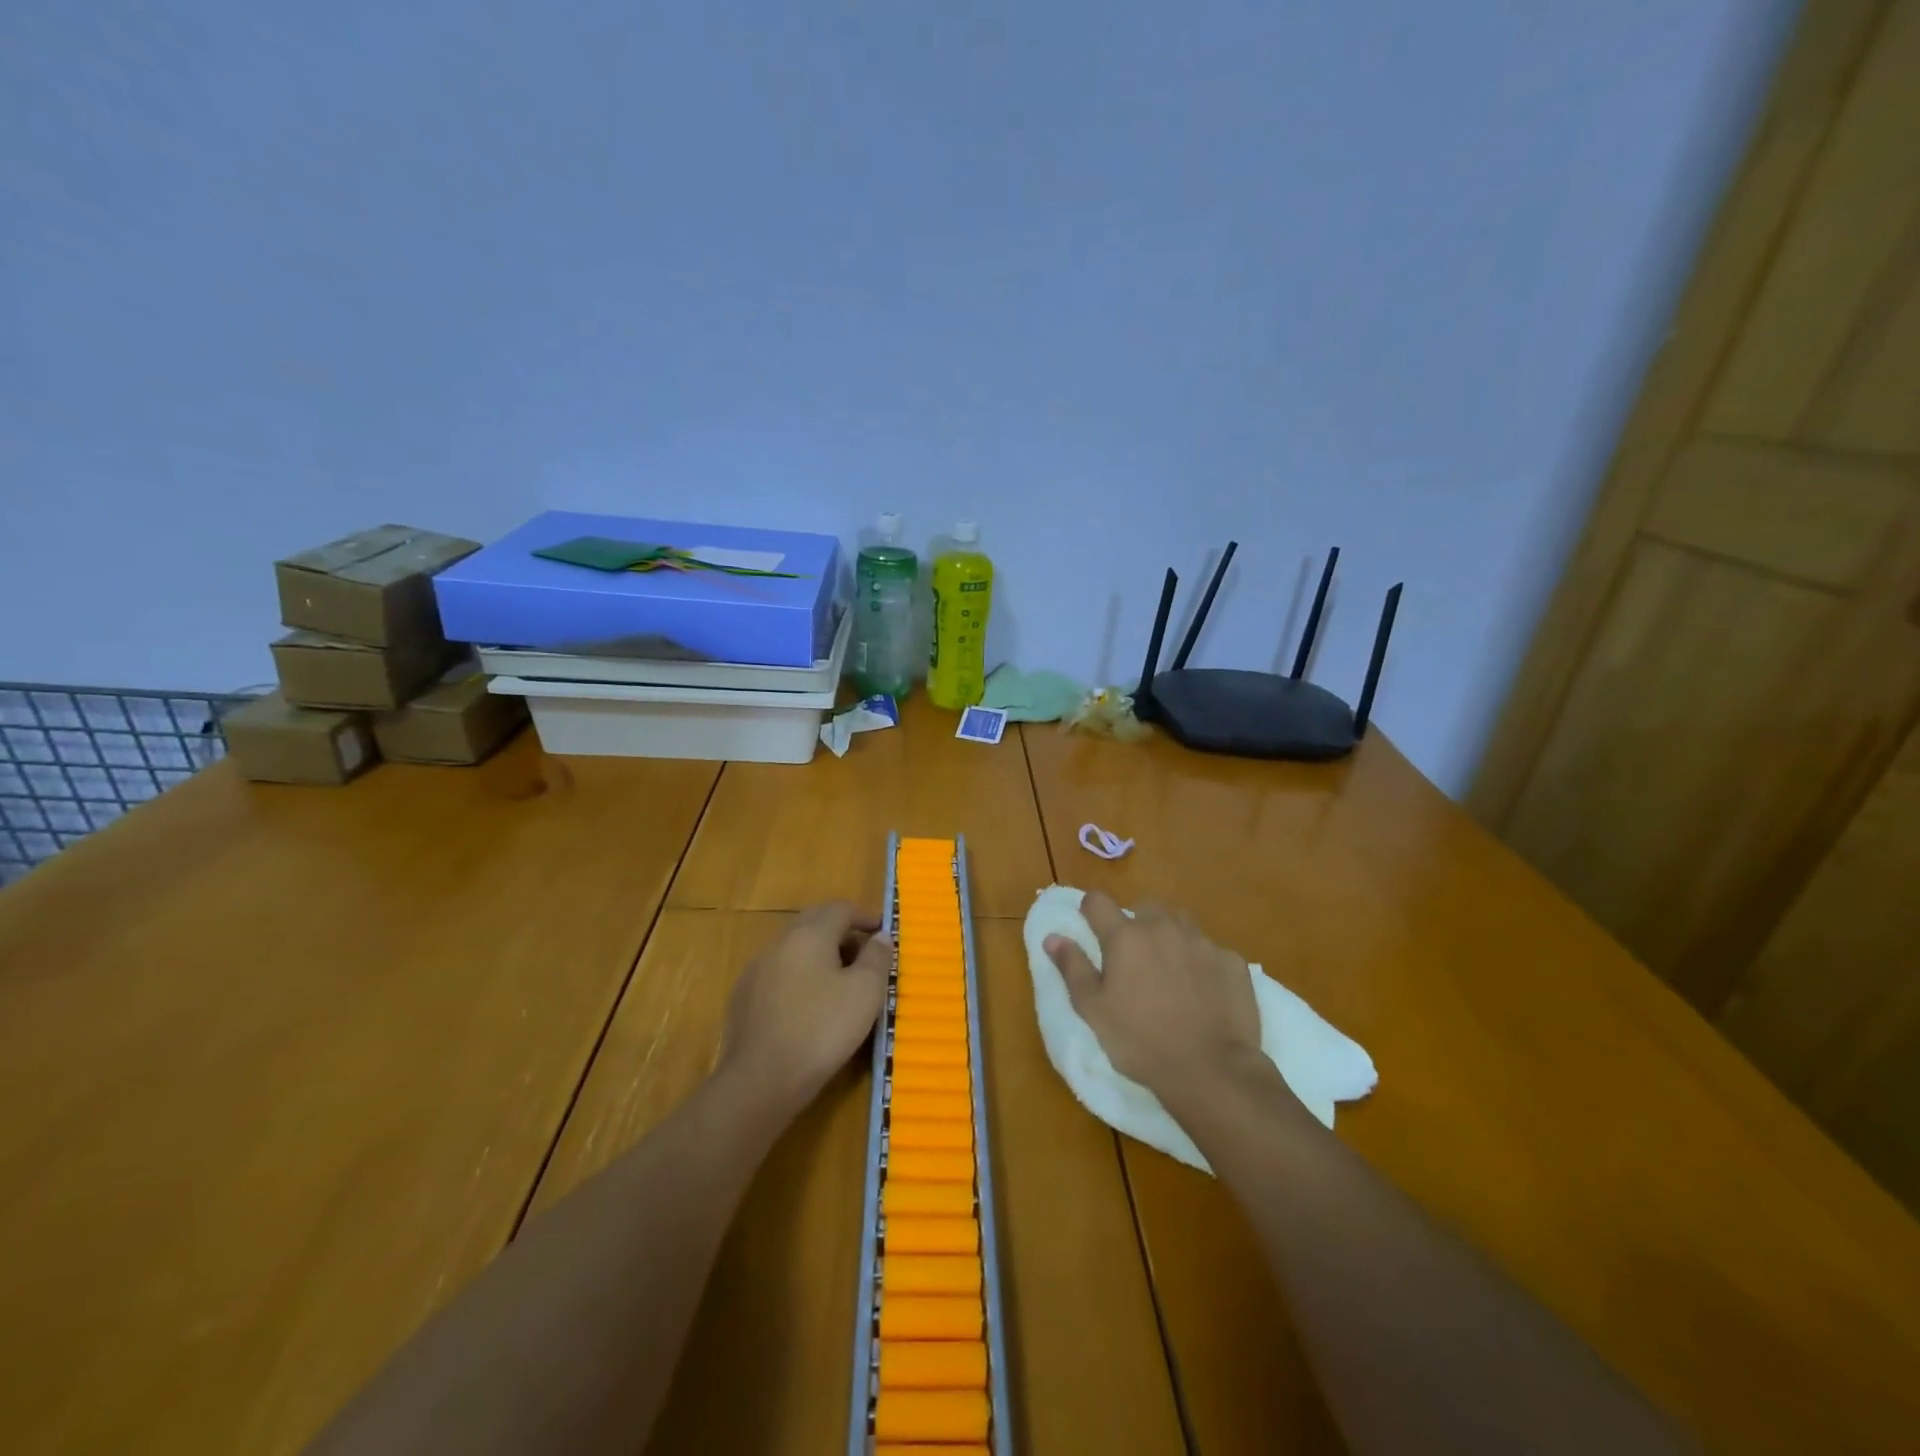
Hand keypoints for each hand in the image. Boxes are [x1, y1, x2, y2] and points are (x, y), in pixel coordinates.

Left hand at [720, 901, 891, 1113]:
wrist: (760, 1080)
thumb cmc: (822, 1029)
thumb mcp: (865, 992)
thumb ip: (877, 958)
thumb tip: (881, 936)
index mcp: (810, 933)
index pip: (841, 908)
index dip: (865, 916)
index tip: (882, 932)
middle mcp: (780, 942)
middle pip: (814, 922)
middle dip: (840, 930)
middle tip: (863, 952)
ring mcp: (756, 969)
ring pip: (794, 947)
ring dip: (818, 953)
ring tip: (838, 979)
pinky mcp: (743, 997)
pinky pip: (778, 972)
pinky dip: (798, 975)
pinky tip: (807, 1003)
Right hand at [1045, 891, 1262, 1104]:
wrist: (1210, 1070)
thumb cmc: (1139, 1041)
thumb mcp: (1093, 1009)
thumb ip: (1072, 967)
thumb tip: (1053, 937)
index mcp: (1125, 936)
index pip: (1098, 901)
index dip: (1090, 910)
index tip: (1091, 927)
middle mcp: (1163, 927)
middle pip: (1144, 907)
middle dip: (1135, 924)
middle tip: (1133, 958)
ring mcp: (1202, 942)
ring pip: (1180, 923)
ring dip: (1170, 936)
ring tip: (1168, 970)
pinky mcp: (1232, 962)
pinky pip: (1211, 950)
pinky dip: (1202, 962)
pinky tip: (1203, 991)